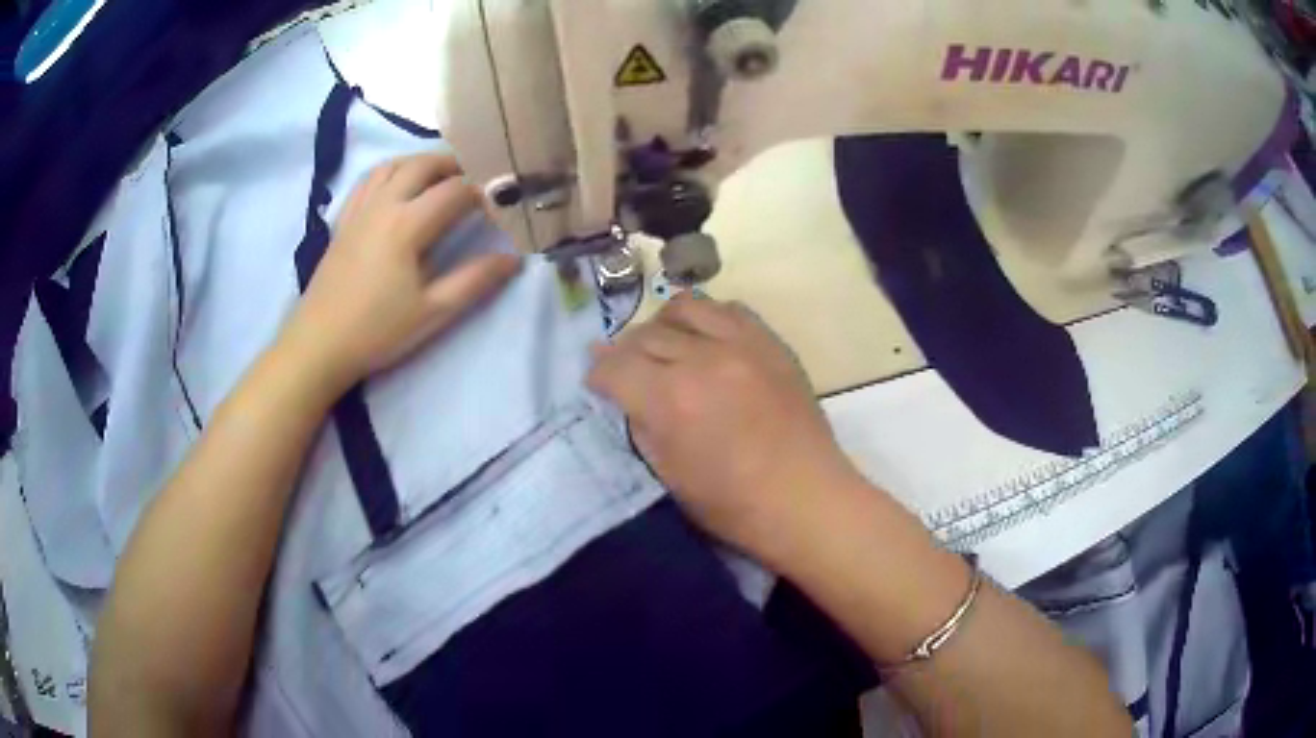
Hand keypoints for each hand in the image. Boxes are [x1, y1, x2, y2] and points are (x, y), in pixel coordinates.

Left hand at [280, 153, 520, 390]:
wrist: (318, 345)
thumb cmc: (377, 331)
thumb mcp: (432, 312)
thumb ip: (474, 281)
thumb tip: (513, 259)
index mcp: (407, 225)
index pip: (454, 191)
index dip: (483, 191)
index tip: (500, 203)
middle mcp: (383, 206)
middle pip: (422, 164)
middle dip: (453, 164)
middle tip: (474, 178)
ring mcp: (359, 211)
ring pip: (392, 165)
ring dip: (420, 162)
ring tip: (439, 176)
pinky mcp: (343, 222)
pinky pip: (367, 181)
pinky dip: (389, 173)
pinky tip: (396, 187)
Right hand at [587, 294, 861, 561]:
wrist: (806, 498)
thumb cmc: (734, 504)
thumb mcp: (669, 475)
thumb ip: (642, 425)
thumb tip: (626, 395)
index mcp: (671, 399)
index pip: (615, 366)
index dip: (598, 375)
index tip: (597, 385)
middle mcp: (702, 359)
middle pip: (645, 335)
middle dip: (625, 353)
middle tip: (627, 372)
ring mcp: (741, 344)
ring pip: (685, 307)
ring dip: (663, 325)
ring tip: (665, 348)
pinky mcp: (770, 342)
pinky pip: (729, 309)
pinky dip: (707, 318)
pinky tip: (707, 341)